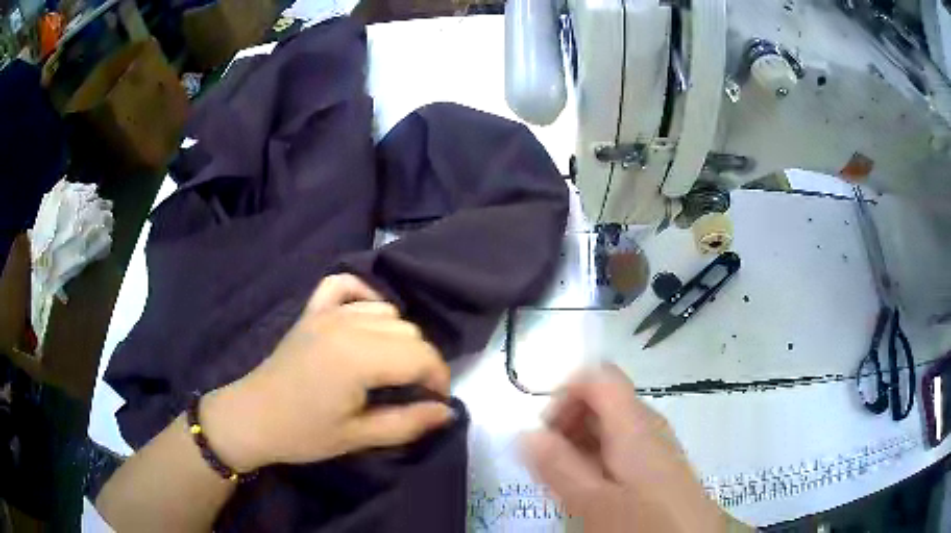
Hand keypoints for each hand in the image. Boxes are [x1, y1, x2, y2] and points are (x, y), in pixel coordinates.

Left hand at [202, 274, 452, 471]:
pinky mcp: (312, 311)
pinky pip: (345, 285)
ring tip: (388, 367)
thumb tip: (448, 412)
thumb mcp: (358, 437)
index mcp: (358, 358)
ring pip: (386, 311)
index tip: (436, 403)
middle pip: (408, 331)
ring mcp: (326, 313)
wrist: (253, 418)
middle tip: (411, 393)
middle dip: (420, 362)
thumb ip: (408, 423)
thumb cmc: (304, 433)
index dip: (438, 379)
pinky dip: (363, 296)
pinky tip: (365, 319)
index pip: (420, 355)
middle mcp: (346, 325)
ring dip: (397, 337)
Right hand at [522, 365, 725, 532]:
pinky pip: (621, 446)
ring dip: (580, 444)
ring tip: (568, 481)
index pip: (598, 376)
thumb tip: (526, 433)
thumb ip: (559, 466)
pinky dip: (597, 458)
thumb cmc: (643, 522)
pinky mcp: (658, 464)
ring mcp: (655, 444)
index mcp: (634, 425)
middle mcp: (647, 425)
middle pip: (602, 400)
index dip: (566, 393)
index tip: (546, 431)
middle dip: (569, 423)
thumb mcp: (594, 501)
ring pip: (610, 426)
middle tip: (551, 463)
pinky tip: (592, 490)